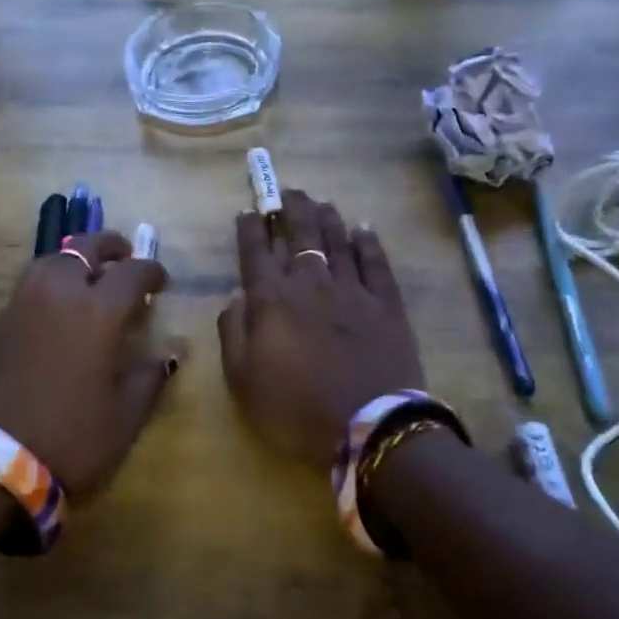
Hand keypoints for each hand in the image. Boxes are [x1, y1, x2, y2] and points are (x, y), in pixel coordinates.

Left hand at [0, 232, 172, 500]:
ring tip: (86, 279)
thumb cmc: (69, 440)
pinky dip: (46, 292)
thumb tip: (165, 357)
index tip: (160, 282)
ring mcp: (19, 305)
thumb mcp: (124, 418)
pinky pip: (26, 292)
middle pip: (85, 247)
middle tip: (123, 257)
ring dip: (73, 262)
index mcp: (98, 311)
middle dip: (109, 247)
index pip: (133, 272)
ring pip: (50, 261)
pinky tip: (51, 317)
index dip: (152, 271)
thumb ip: (148, 379)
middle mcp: (58, 294)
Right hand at [217, 191, 426, 471]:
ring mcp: (351, 289)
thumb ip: (233, 332)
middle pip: (299, 234)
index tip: (248, 211)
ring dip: (326, 218)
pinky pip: (375, 262)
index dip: (251, 229)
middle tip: (288, 192)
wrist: (368, 426)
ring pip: (337, 240)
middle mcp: (310, 282)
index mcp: (272, 299)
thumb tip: (236, 295)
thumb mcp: (242, 380)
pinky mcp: (385, 302)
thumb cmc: (296, 408)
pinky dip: (368, 242)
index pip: (256, 252)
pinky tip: (363, 228)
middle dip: (291, 209)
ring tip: (320, 202)